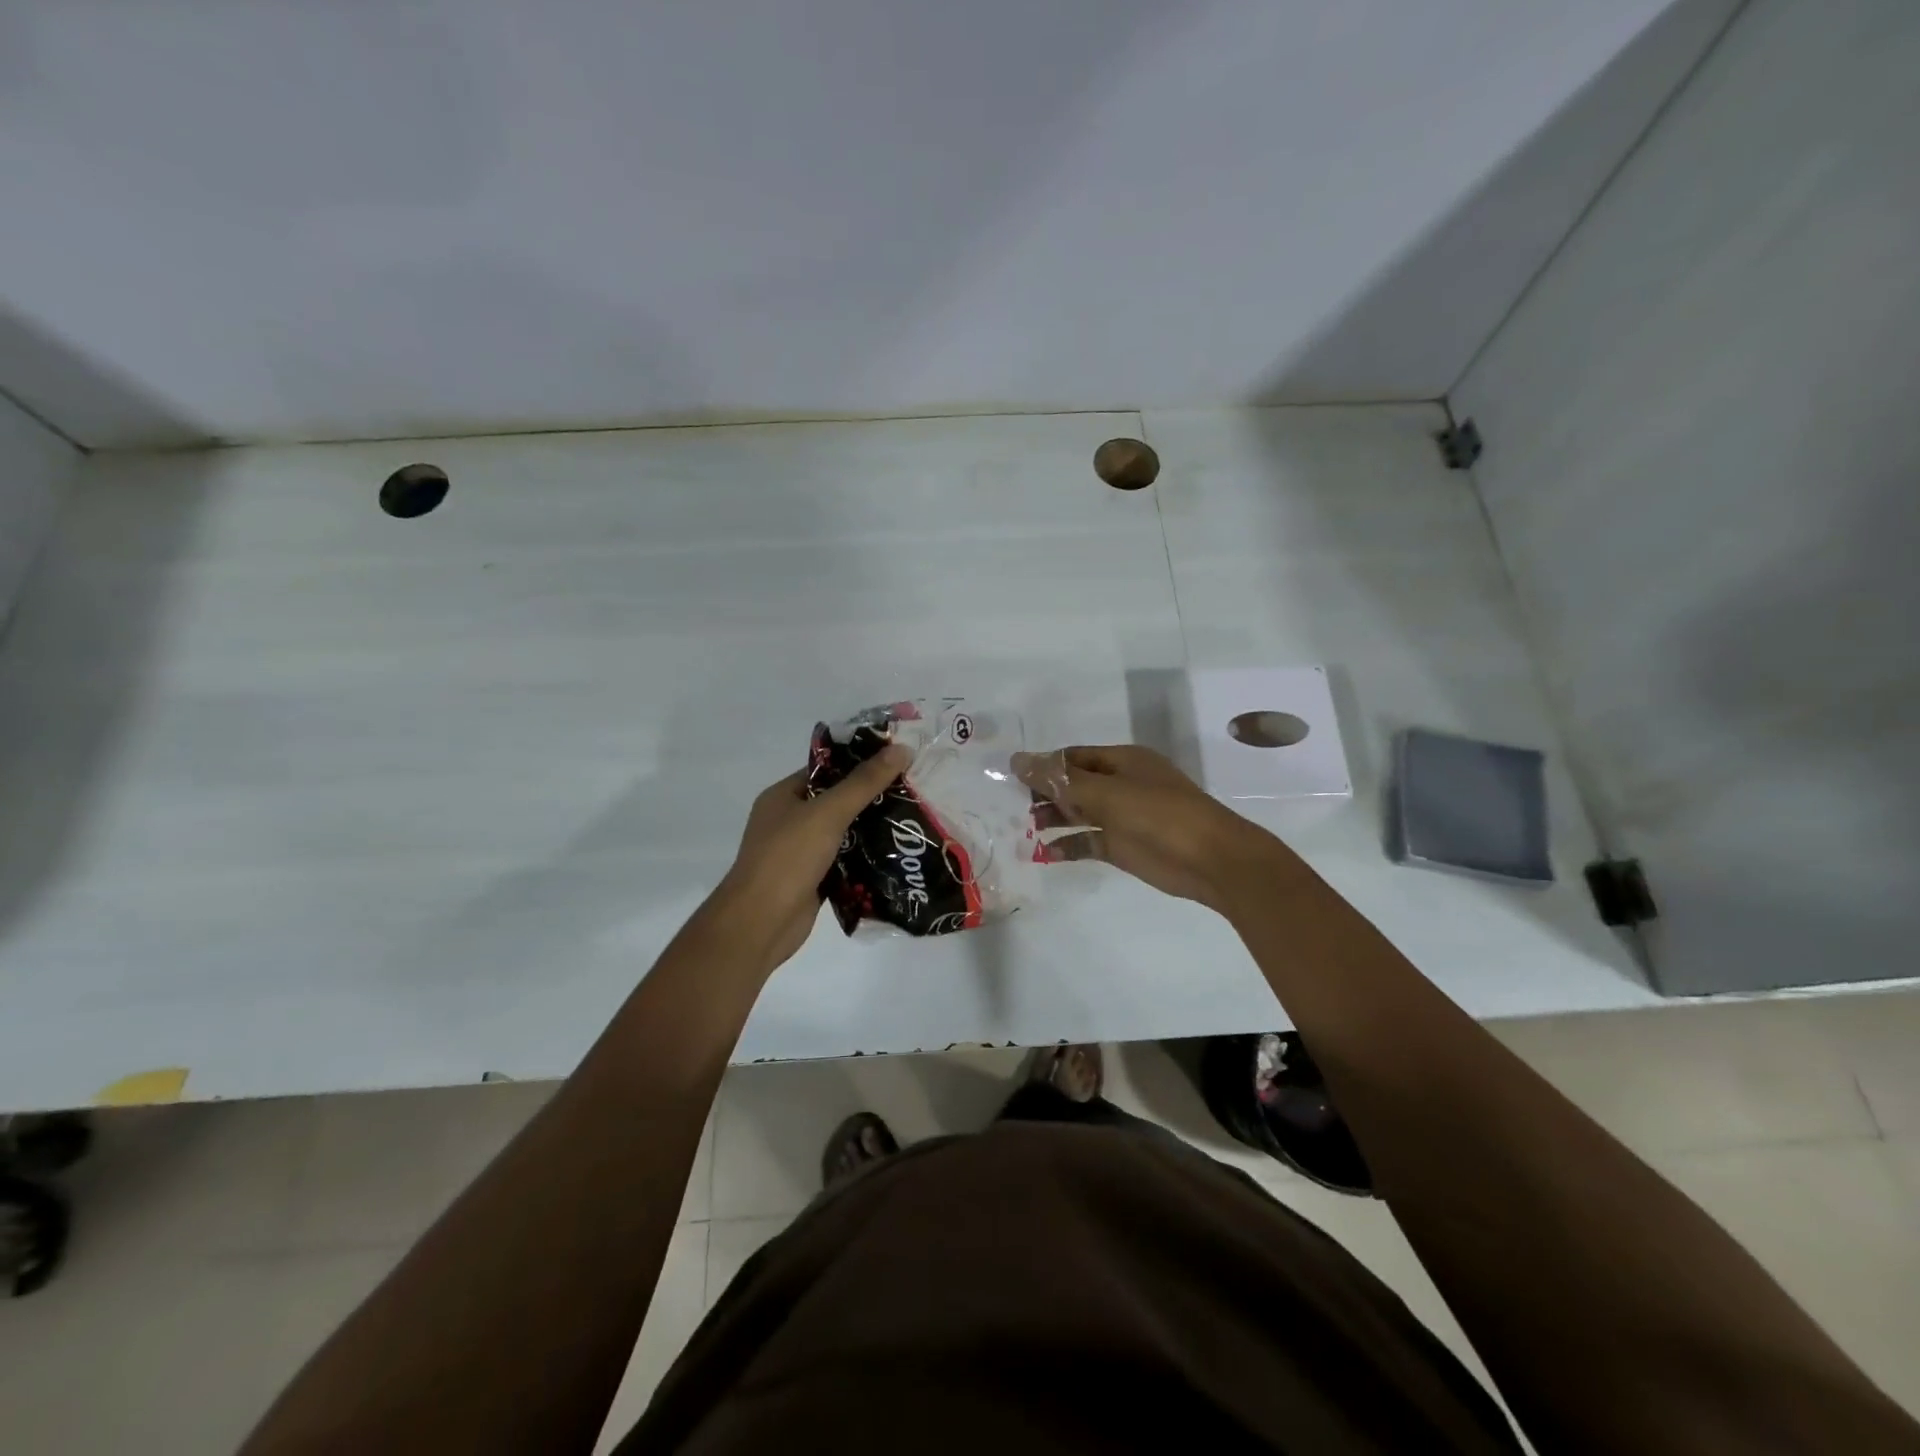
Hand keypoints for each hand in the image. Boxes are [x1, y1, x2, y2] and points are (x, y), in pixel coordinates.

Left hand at [713, 746, 910, 968]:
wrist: (760, 923)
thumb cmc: (788, 858)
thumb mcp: (828, 813)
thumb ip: (864, 782)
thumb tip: (901, 748)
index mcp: (784, 796)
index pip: (827, 769)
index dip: (861, 762)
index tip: (898, 760)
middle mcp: (789, 820)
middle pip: (837, 801)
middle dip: (872, 797)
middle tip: (913, 791)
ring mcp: (800, 852)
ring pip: (843, 833)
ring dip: (872, 829)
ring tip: (912, 821)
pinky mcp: (813, 879)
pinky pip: (844, 861)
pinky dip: (865, 859)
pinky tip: (896, 855)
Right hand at [1012, 744, 1277, 910]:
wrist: (1211, 860)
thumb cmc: (1159, 815)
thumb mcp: (1106, 792)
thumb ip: (1060, 779)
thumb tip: (1017, 759)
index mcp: (1121, 761)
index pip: (1071, 757)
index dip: (1041, 766)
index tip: (1008, 778)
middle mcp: (1119, 785)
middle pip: (1072, 785)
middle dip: (1042, 794)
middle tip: (1008, 808)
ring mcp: (1122, 817)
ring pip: (1077, 814)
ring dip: (1050, 820)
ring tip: (1018, 830)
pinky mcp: (1123, 847)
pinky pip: (1087, 842)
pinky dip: (1066, 846)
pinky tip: (1042, 853)